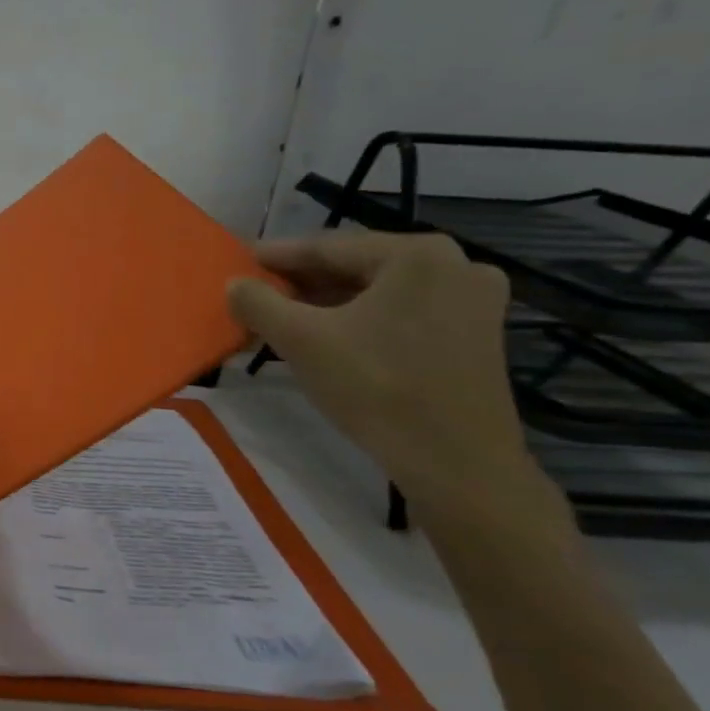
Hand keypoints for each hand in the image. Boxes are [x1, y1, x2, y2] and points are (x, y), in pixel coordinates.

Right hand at [227, 232, 530, 501]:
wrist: (455, 463)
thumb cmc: (377, 388)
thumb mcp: (301, 340)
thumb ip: (258, 302)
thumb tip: (234, 284)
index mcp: (418, 254)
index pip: (327, 247)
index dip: (275, 256)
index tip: (239, 263)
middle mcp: (454, 265)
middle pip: (355, 267)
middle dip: (301, 284)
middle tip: (256, 295)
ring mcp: (472, 301)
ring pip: (377, 292)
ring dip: (326, 304)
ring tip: (282, 319)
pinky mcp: (475, 335)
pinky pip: (401, 313)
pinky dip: (359, 321)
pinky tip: (327, 338)